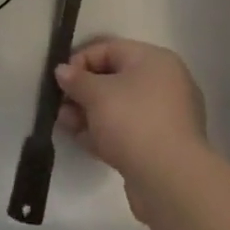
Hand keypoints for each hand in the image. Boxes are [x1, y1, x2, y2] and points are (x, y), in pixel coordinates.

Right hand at [55, 38, 206, 220]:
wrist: (170, 180)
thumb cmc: (133, 121)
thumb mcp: (96, 94)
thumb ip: (76, 79)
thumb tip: (62, 71)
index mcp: (155, 61)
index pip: (110, 49)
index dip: (80, 60)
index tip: (60, 79)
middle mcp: (164, 84)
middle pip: (114, 79)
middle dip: (83, 91)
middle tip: (59, 103)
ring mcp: (165, 117)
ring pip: (119, 108)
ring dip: (90, 113)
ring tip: (64, 122)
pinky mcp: (161, 147)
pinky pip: (127, 130)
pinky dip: (105, 132)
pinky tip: (81, 139)